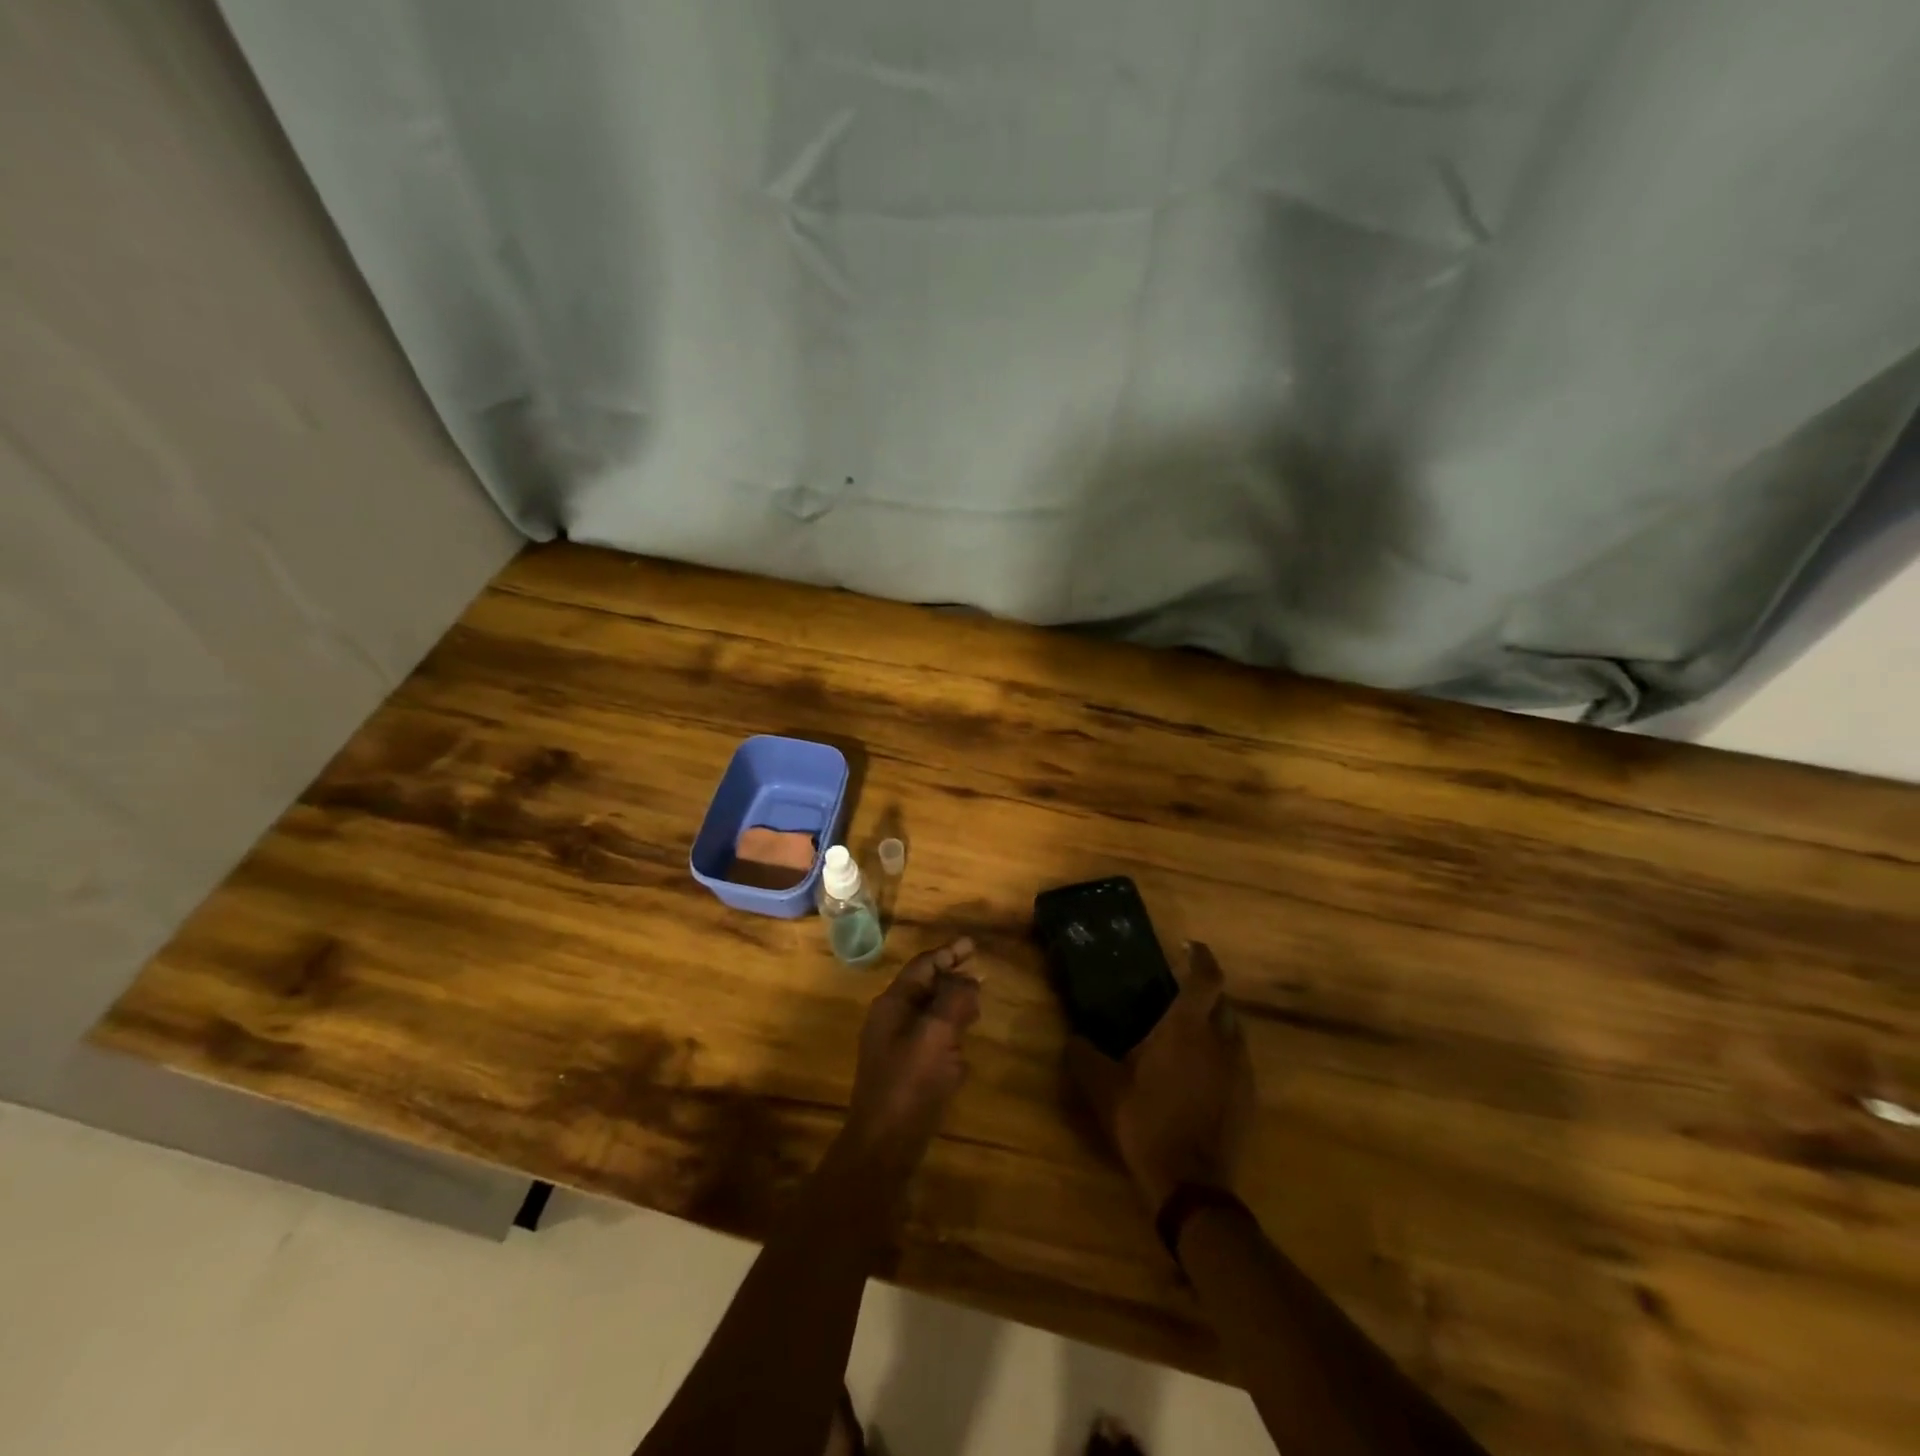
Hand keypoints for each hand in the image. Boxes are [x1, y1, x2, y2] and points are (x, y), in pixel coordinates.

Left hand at [843, 937, 980, 1169]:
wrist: (884, 1146)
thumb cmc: (909, 1083)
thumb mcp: (936, 1034)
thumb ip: (954, 1000)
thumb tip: (968, 980)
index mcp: (892, 1004)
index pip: (923, 967)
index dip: (949, 953)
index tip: (974, 945)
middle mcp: (890, 1021)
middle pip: (925, 988)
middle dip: (952, 980)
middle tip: (981, 977)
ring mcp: (895, 1048)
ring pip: (928, 1016)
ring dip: (952, 1009)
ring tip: (976, 1009)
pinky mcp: (904, 1074)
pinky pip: (930, 1044)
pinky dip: (948, 1038)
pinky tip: (963, 1053)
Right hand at [1067, 941, 1252, 1212]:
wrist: (1191, 1184)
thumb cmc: (1146, 1122)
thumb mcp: (1103, 1087)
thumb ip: (1084, 1056)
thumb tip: (1072, 1039)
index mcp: (1187, 1027)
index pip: (1205, 977)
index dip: (1200, 956)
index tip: (1188, 946)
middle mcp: (1221, 1040)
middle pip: (1222, 1002)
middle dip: (1205, 993)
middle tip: (1178, 998)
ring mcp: (1240, 1070)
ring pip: (1233, 1033)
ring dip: (1214, 1026)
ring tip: (1187, 1037)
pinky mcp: (1248, 1098)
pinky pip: (1237, 1062)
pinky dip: (1221, 1056)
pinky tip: (1198, 1075)